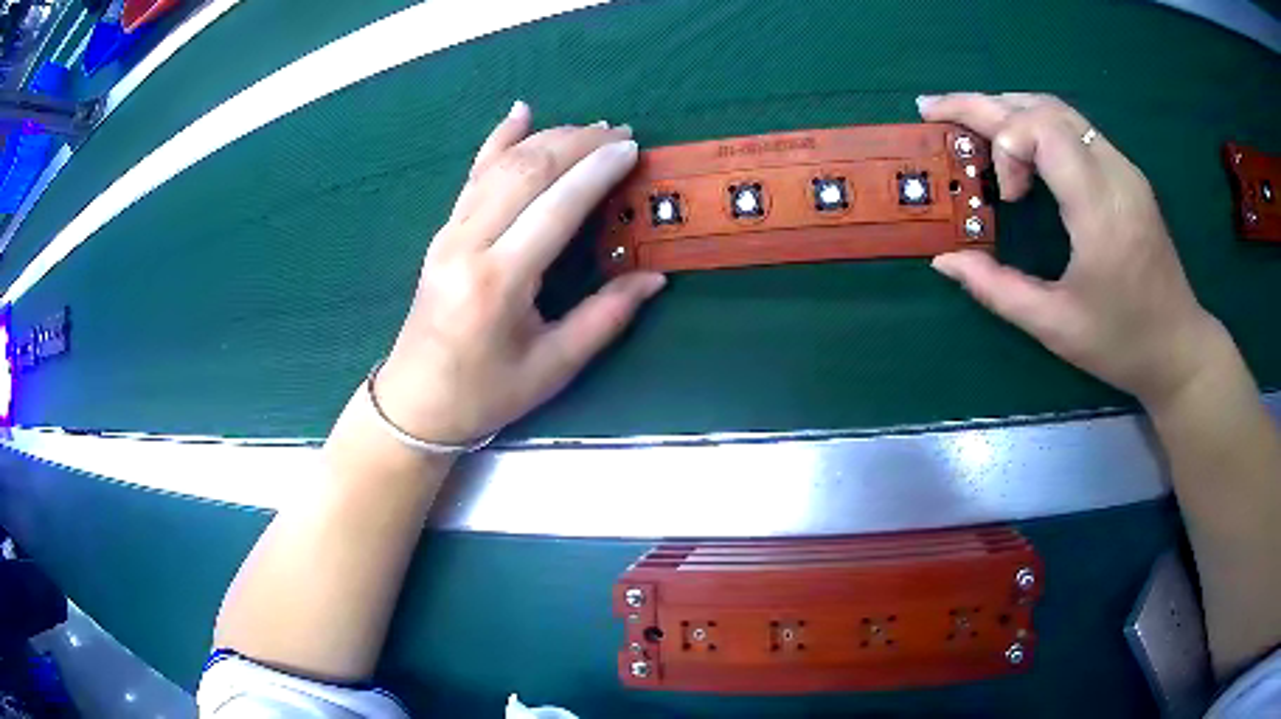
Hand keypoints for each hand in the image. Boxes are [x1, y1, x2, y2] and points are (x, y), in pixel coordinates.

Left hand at [375, 102, 665, 443]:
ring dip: (548, 138)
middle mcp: (468, 244)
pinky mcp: (443, 232)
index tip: (632, 148)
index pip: (556, 206)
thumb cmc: (485, 393)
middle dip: (577, 143)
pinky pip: (473, 175)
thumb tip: (654, 277)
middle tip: (621, 133)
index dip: (596, 171)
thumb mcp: (552, 367)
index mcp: (498, 281)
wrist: (415, 403)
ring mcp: (449, 233)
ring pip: (501, 165)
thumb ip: (605, 317)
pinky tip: (519, 112)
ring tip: (591, 128)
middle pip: (527, 171)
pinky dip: (497, 139)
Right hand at [919, 92, 1223, 406]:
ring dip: (1009, 109)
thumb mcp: (1055, 327)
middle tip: (932, 107)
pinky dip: (1035, 123)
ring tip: (970, 122)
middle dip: (983, 104)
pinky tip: (1018, 144)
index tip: (1005, 196)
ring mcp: (1125, 169)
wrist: (1179, 348)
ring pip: (1058, 110)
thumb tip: (945, 261)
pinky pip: (1075, 128)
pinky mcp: (1127, 175)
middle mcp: (1115, 174)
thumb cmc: (1121, 344)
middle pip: (1043, 108)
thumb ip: (997, 289)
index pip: (1043, 130)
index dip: (1006, 144)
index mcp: (1101, 209)